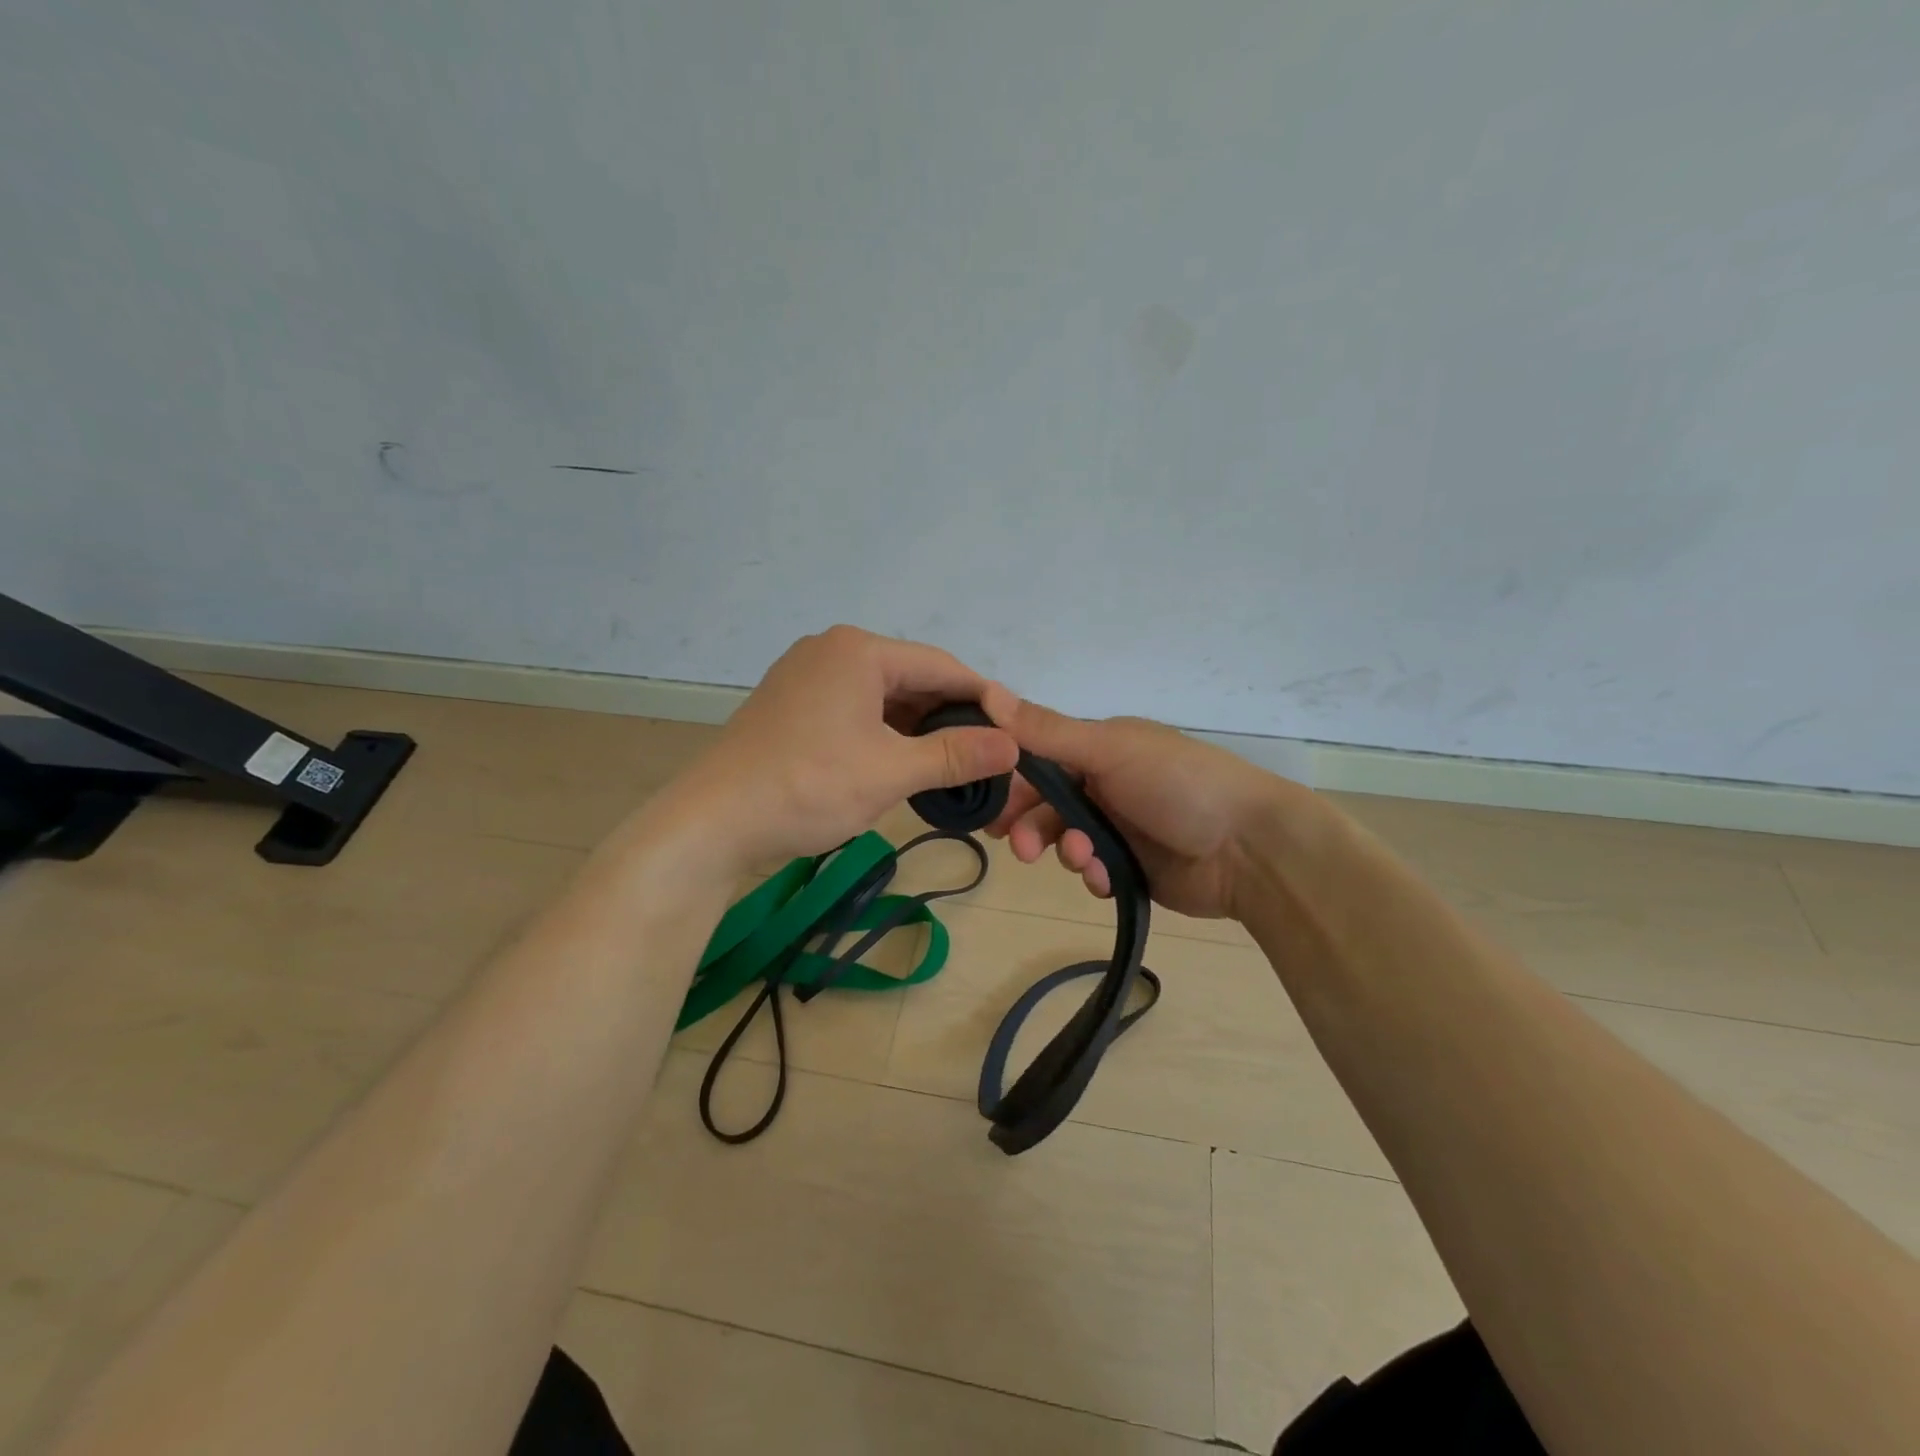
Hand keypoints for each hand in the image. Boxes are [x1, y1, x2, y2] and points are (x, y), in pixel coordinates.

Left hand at [658, 626, 1018, 875]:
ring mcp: (808, 678)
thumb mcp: (890, 772)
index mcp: (858, 651)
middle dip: (951, 717)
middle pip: (912, 679)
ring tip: (955, 765)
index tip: (1016, 733)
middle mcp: (832, 652)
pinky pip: (856, 712)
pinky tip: (907, 763)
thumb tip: (1013, 746)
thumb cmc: (807, 788)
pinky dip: (885, 735)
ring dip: (919, 729)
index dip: (984, 699)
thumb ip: (955, 755)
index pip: (942, 666)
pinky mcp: (793, 707)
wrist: (713, 823)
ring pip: (884, 698)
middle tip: (989, 756)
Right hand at [978, 688, 1292, 920]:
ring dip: (1067, 851)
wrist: (1249, 848)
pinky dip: (1094, 875)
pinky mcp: (1132, 867)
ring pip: (1066, 841)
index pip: (1038, 761)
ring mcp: (1119, 827)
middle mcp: (1105, 784)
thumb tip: (986, 692)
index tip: (991, 807)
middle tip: (1023, 849)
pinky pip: (1093, 871)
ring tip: (1086, 860)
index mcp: (1100, 748)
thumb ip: (1048, 732)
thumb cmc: (1178, 784)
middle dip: (1031, 826)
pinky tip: (1107, 878)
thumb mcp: (1110, 749)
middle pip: (1046, 805)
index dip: (1011, 783)